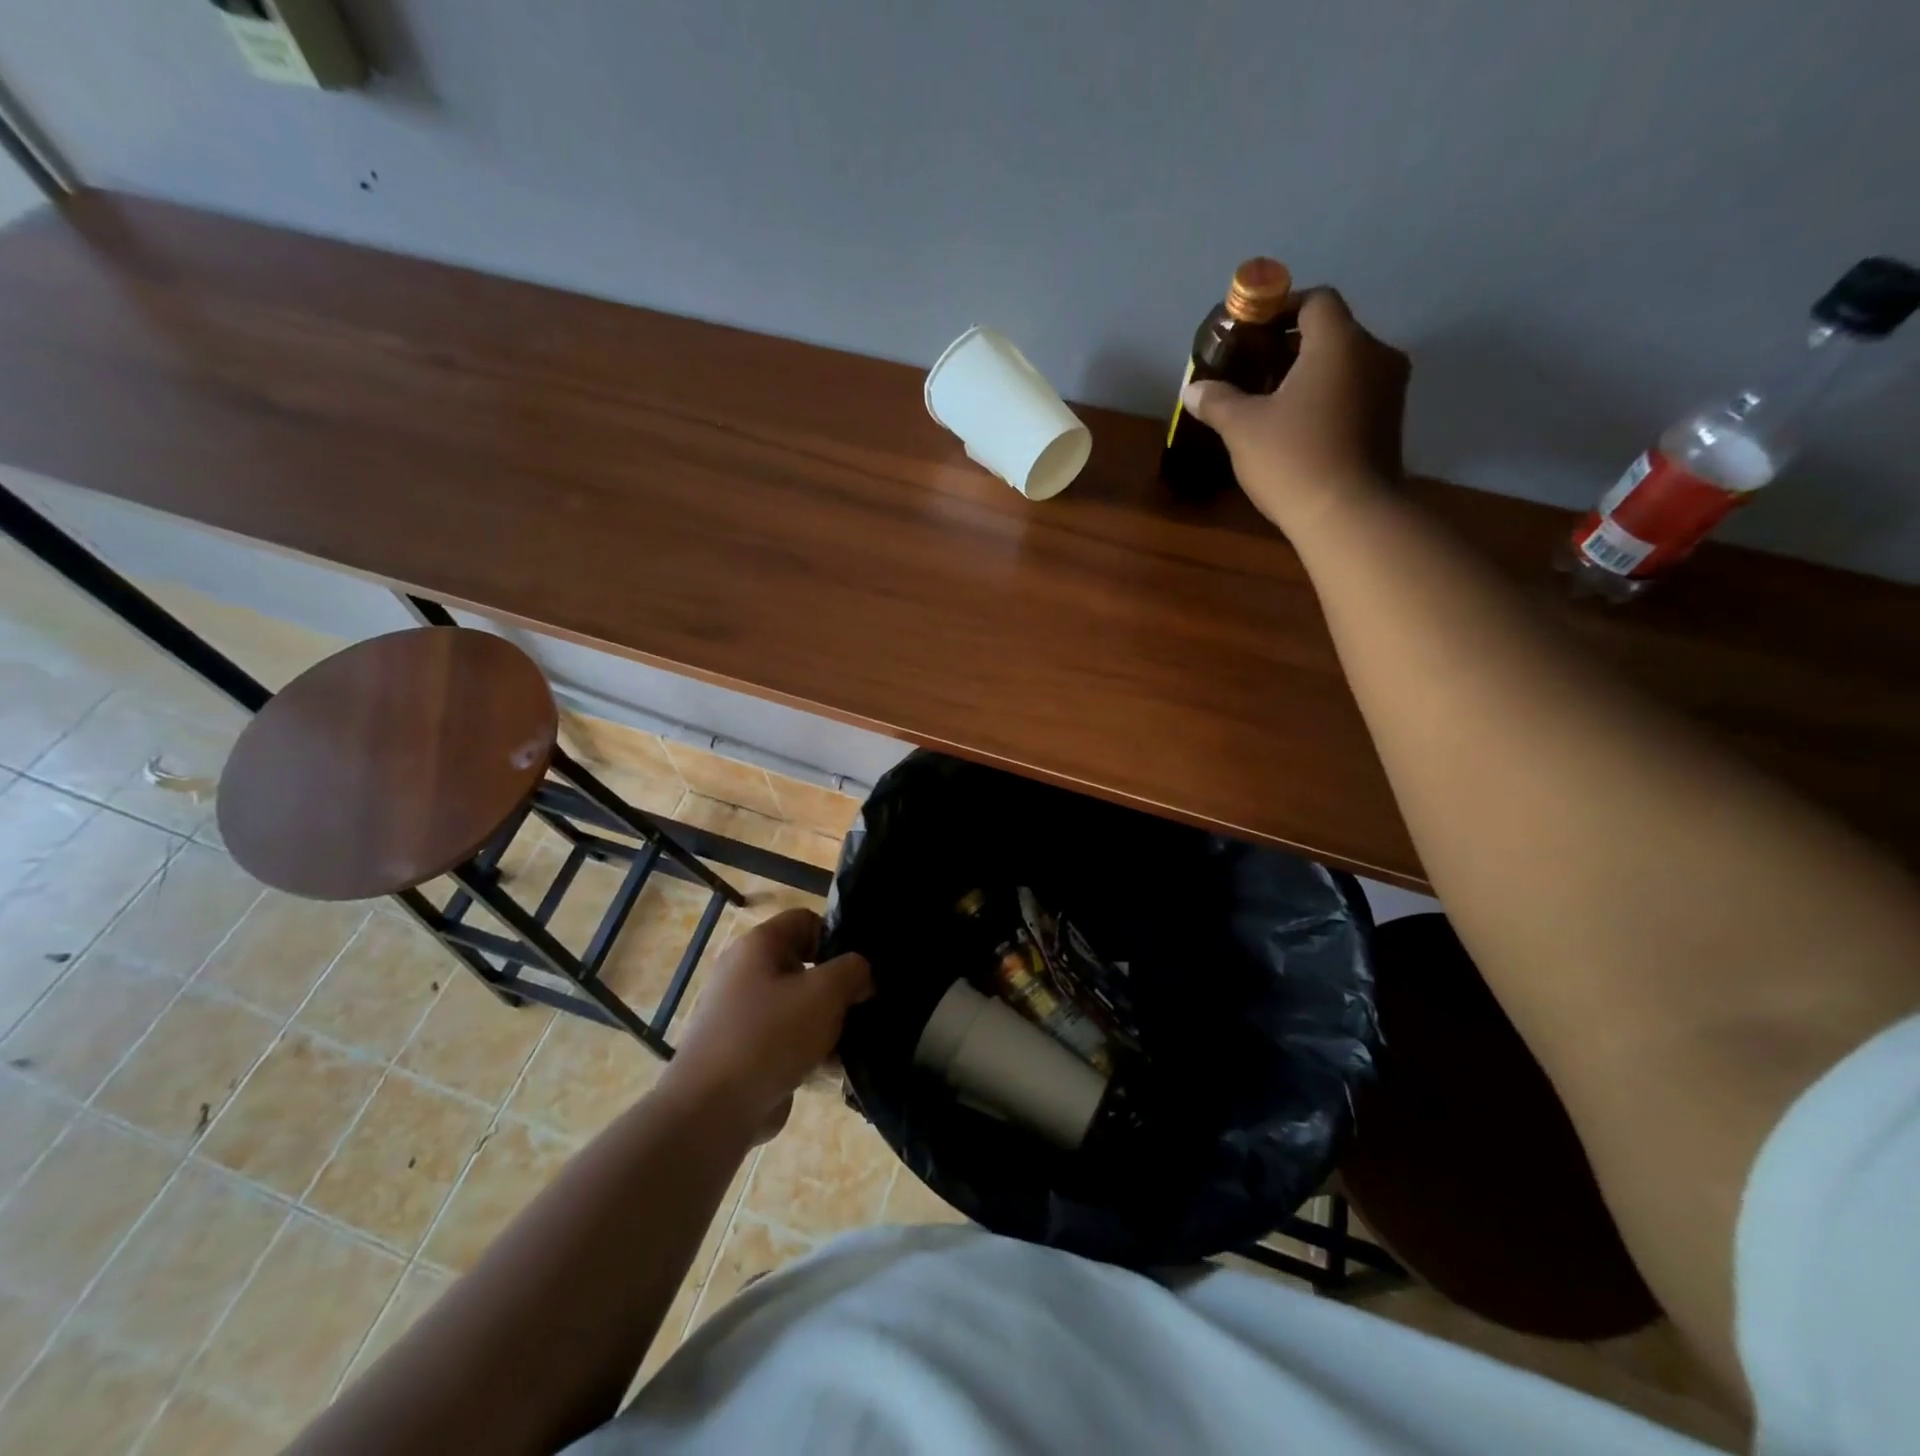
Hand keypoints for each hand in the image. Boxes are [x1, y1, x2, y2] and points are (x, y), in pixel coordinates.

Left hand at [661, 908, 872, 1142]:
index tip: (860, 969)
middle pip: (805, 965)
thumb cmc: (770, 1036)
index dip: (837, 937)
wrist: (712, 1111)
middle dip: (837, 986)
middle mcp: (746, 972)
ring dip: (827, 1022)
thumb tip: (861, 974)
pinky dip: (809, 1049)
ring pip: (799, 1005)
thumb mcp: (825, 993)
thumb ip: (853, 970)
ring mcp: (742, 1014)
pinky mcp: (745, 1050)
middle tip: (865, 1005)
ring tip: (854, 1041)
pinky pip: (786, 1038)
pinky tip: (834, 1068)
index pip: (807, 920)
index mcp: (759, 945)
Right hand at [1181, 289, 1409, 535]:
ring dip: (1312, 376)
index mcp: (1339, 342)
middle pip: (1333, 332)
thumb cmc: (1293, 459)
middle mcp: (1375, 353)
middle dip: (1293, 347)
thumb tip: (1193, 389)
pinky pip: (1357, 394)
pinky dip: (1329, 399)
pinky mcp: (1392, 423)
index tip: (1253, 333)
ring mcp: (1390, 389)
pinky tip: (1300, 429)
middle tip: (1256, 372)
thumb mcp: (1242, 428)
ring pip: (1346, 365)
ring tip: (1275, 404)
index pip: (1316, 300)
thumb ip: (1218, 401)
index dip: (1283, 309)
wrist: (1349, 515)